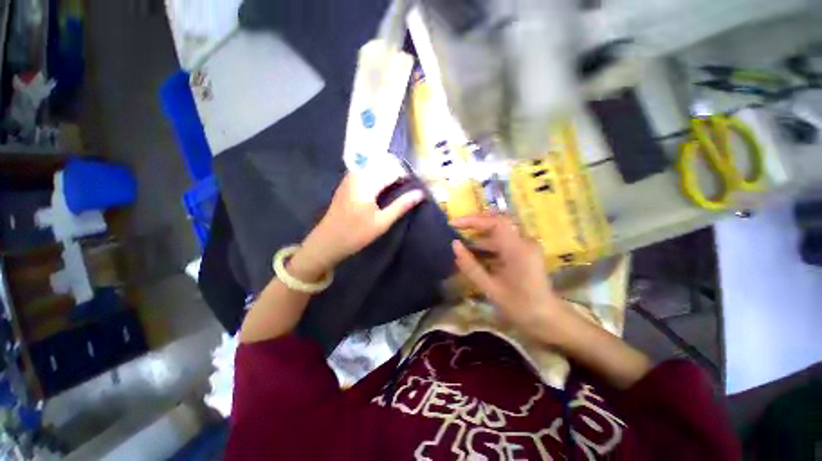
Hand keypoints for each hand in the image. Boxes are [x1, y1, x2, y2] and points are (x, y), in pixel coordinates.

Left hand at [291, 172, 424, 279]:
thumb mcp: (382, 222)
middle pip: (383, 165)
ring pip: (374, 168)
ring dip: (388, 175)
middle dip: (397, 173)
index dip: (406, 176)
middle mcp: (357, 174)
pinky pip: (366, 174)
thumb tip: (420, 194)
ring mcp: (350, 178)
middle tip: (408, 187)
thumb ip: (401, 205)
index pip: (392, 170)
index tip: (416, 185)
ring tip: (399, 188)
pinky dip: (378, 178)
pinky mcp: (347, 184)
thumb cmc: (356, 234)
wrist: (327, 242)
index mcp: (366, 182)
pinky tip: (384, 190)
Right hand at [451, 213, 563, 339]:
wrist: (547, 320)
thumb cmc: (519, 307)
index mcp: (518, 250)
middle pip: (497, 222)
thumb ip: (471, 266)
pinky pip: (503, 241)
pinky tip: (475, 254)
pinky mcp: (524, 252)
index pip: (495, 223)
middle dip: (475, 223)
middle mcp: (524, 242)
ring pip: (499, 232)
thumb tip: (454, 245)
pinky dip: (487, 245)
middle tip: (456, 228)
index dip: (473, 220)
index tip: (454, 224)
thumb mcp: (491, 288)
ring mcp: (526, 246)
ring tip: (462, 244)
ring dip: (480, 236)